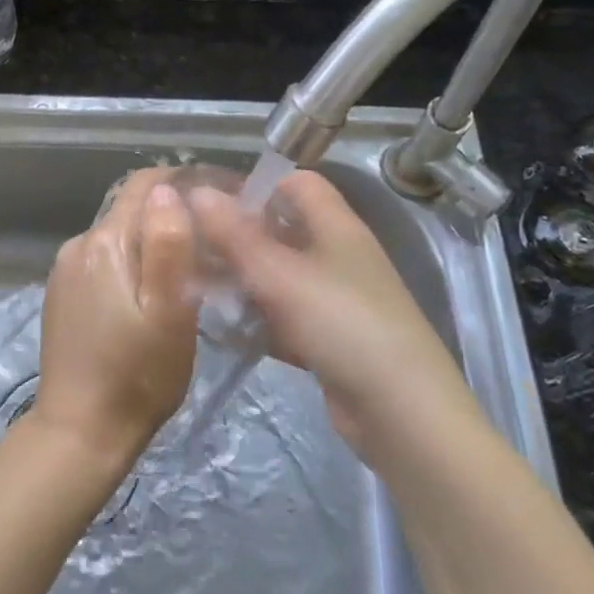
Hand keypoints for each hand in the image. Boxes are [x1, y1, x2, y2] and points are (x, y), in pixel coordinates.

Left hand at [34, 169, 198, 465]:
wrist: (81, 431)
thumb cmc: (138, 374)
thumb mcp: (170, 312)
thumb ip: (169, 244)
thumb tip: (167, 191)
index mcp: (105, 242)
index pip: (144, 185)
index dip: (182, 183)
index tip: (218, 200)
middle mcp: (78, 245)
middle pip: (131, 211)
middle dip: (170, 218)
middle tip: (211, 246)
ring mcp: (65, 270)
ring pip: (118, 237)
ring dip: (150, 244)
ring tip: (187, 273)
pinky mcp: (62, 294)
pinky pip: (103, 262)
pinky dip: (130, 265)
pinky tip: (148, 296)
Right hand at [188, 171, 477, 464]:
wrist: (400, 410)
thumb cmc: (341, 323)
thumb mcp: (280, 275)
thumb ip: (235, 235)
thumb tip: (196, 192)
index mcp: (337, 226)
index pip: (298, 183)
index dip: (258, 185)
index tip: (213, 203)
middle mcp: (338, 255)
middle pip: (284, 230)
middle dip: (240, 237)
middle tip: (193, 248)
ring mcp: (335, 299)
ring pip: (280, 276)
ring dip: (243, 280)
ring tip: (196, 288)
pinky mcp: (328, 338)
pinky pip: (285, 317)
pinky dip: (257, 319)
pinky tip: (223, 328)